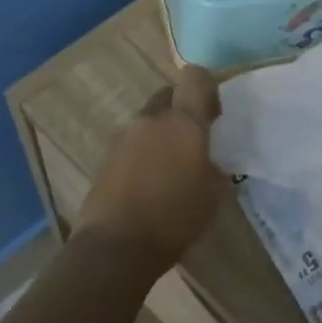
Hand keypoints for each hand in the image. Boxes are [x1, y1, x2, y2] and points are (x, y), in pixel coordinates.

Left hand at [74, 65, 226, 272]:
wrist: (117, 245)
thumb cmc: (175, 217)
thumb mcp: (213, 194)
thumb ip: (213, 165)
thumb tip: (208, 159)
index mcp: (183, 122)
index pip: (195, 77)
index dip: (207, 88)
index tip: (214, 115)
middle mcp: (151, 119)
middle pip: (169, 95)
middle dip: (183, 110)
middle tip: (194, 141)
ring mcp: (124, 137)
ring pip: (149, 120)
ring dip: (162, 133)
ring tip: (171, 168)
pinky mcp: (107, 157)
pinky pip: (133, 142)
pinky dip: (145, 152)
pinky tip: (151, 182)